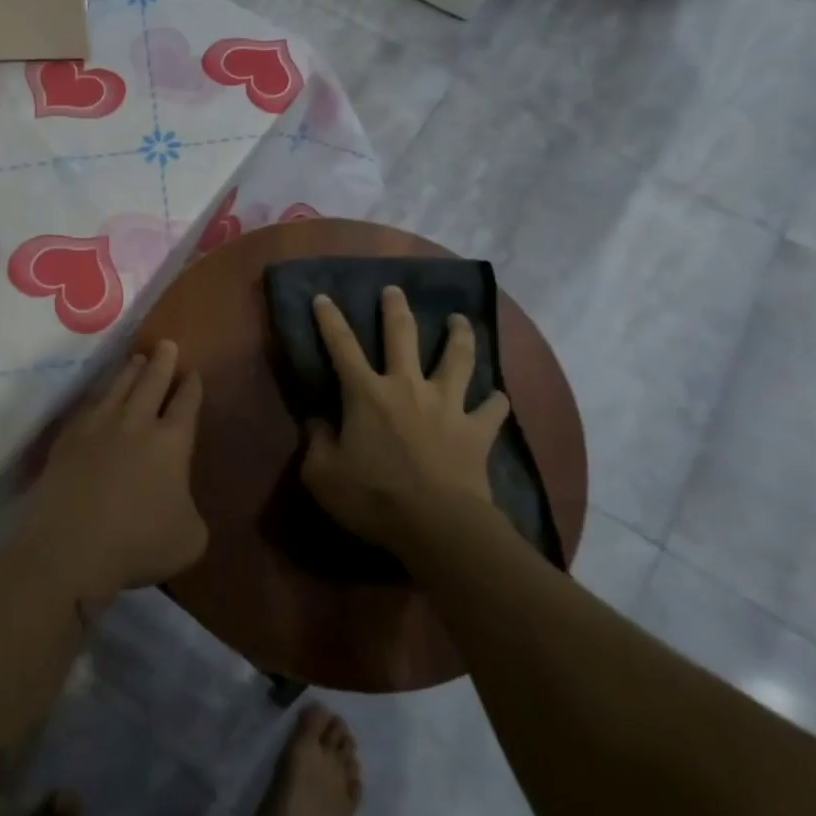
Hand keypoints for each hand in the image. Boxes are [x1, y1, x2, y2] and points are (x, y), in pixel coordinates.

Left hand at [32, 340, 206, 597]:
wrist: (71, 546)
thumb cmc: (138, 543)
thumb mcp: (189, 538)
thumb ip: (191, 511)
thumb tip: (180, 502)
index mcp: (172, 441)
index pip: (187, 404)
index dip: (192, 387)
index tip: (193, 373)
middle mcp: (136, 422)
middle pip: (152, 382)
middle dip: (163, 362)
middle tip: (166, 344)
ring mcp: (98, 426)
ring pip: (118, 386)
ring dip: (130, 371)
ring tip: (137, 359)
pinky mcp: (68, 438)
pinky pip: (88, 406)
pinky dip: (98, 395)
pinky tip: (98, 395)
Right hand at [301, 287, 509, 552]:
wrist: (437, 525)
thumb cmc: (374, 498)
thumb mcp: (323, 475)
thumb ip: (316, 443)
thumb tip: (317, 422)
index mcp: (366, 393)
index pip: (342, 346)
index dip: (330, 320)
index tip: (324, 297)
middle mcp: (407, 387)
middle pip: (402, 335)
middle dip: (396, 309)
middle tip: (395, 290)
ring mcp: (446, 405)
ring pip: (456, 359)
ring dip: (459, 336)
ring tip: (460, 321)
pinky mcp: (476, 430)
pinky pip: (492, 409)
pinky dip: (496, 402)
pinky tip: (499, 398)